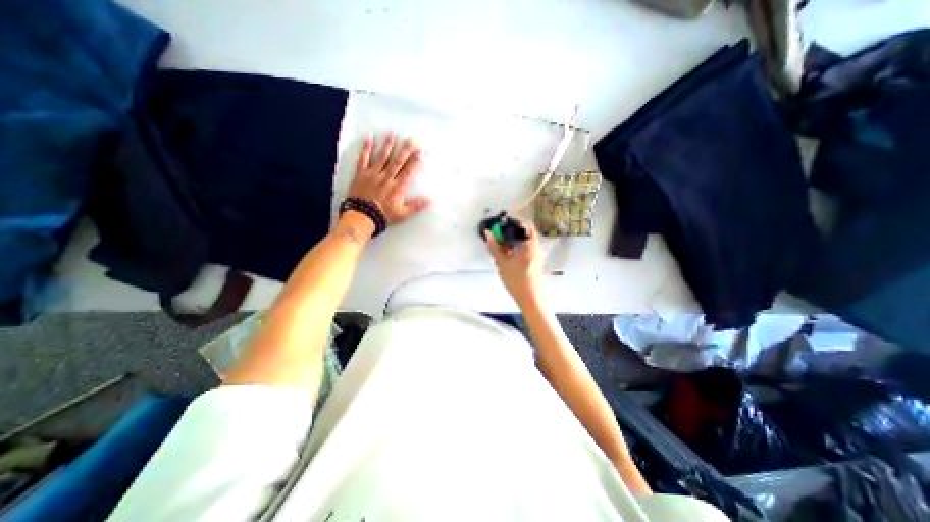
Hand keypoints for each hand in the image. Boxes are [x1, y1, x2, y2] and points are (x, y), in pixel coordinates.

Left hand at [347, 131, 429, 222]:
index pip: (409, 171)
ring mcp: (373, 174)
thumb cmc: (384, 216)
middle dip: (406, 149)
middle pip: (398, 161)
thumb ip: (416, 205)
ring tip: (393, 132)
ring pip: (382, 156)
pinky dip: (366, 148)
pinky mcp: (361, 174)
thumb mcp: (403, 214)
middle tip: (412, 138)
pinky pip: (363, 158)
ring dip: (388, 144)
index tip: (421, 151)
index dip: (415, 161)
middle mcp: (387, 177)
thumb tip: (431, 199)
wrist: (362, 216)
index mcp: (398, 187)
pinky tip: (369, 137)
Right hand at [487, 216, 545, 305]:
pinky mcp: (537, 260)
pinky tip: (508, 253)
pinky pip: (527, 247)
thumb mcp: (502, 262)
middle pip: (524, 231)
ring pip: (525, 240)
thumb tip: (487, 233)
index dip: (511, 220)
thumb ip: (494, 246)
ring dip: (514, 239)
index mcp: (531, 241)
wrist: (531, 297)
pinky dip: (517, 246)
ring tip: (501, 244)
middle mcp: (537, 244)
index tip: (499, 223)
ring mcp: (538, 252)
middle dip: (511, 231)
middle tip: (498, 234)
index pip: (523, 223)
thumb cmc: (517, 278)